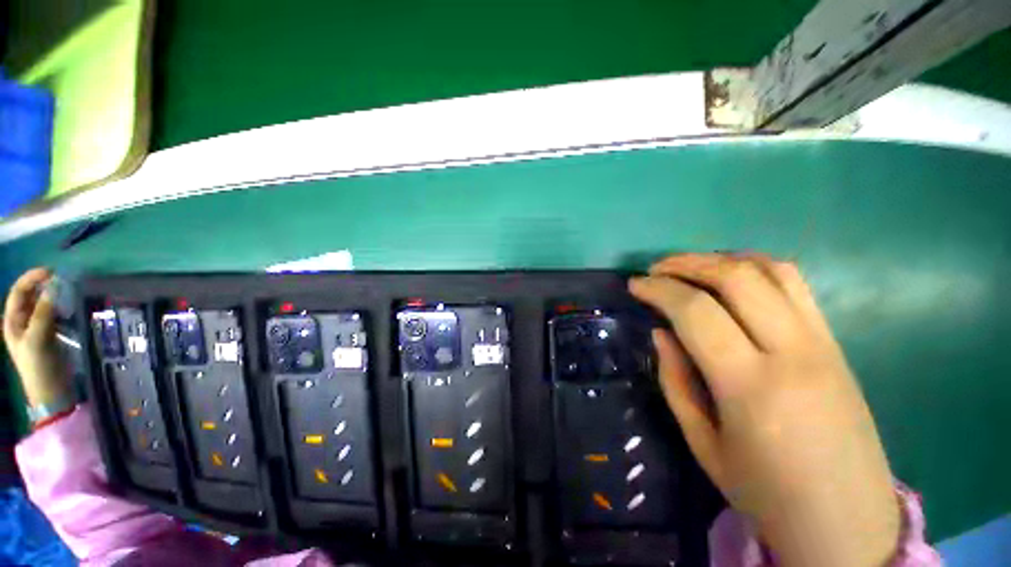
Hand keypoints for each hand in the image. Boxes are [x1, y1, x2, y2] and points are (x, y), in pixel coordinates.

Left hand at [3, 268, 71, 408]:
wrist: (51, 391)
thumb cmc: (39, 365)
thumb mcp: (38, 339)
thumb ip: (44, 313)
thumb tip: (54, 287)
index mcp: (13, 321)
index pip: (19, 292)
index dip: (32, 279)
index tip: (51, 272)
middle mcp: (22, 322)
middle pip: (30, 296)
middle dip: (43, 285)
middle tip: (62, 279)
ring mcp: (36, 329)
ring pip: (43, 304)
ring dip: (53, 295)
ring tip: (68, 290)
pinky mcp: (50, 334)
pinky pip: (53, 314)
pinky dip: (60, 306)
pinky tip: (70, 306)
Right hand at [630, 254, 899, 566]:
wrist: (847, 524)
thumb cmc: (766, 494)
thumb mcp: (703, 443)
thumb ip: (675, 380)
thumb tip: (661, 333)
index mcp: (752, 387)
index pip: (696, 312)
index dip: (659, 290)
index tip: (635, 285)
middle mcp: (793, 353)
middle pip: (736, 278)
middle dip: (686, 263)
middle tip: (655, 269)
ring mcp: (823, 343)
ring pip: (771, 270)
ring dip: (721, 259)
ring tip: (688, 266)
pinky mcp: (836, 343)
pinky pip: (796, 285)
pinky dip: (755, 267)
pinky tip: (731, 276)